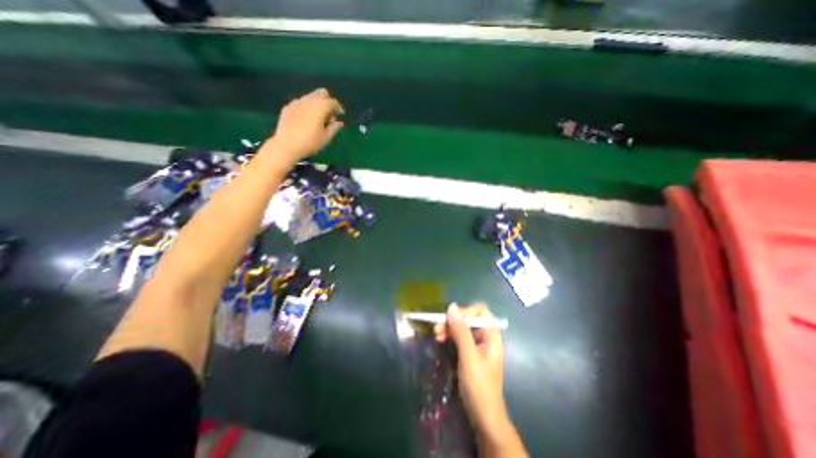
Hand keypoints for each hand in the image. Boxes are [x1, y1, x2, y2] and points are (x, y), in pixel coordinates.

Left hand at [268, 87, 343, 162]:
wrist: (286, 145)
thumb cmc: (310, 142)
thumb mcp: (326, 137)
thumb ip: (334, 128)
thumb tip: (339, 122)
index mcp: (320, 107)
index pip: (332, 102)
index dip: (338, 108)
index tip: (341, 114)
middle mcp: (309, 100)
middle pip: (321, 93)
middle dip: (327, 101)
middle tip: (329, 113)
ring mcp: (296, 102)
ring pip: (310, 97)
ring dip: (316, 104)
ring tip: (318, 118)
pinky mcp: (288, 107)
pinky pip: (300, 103)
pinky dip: (306, 108)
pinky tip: (306, 119)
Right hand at [433, 303, 503, 434]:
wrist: (484, 418)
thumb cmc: (479, 385)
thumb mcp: (468, 355)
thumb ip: (461, 330)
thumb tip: (451, 306)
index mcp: (491, 335)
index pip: (480, 311)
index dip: (466, 311)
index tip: (451, 319)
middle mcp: (485, 337)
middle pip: (469, 319)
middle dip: (453, 321)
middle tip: (437, 328)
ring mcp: (477, 346)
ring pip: (462, 328)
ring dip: (449, 328)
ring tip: (436, 334)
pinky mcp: (470, 354)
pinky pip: (459, 338)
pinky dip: (450, 337)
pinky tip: (440, 340)